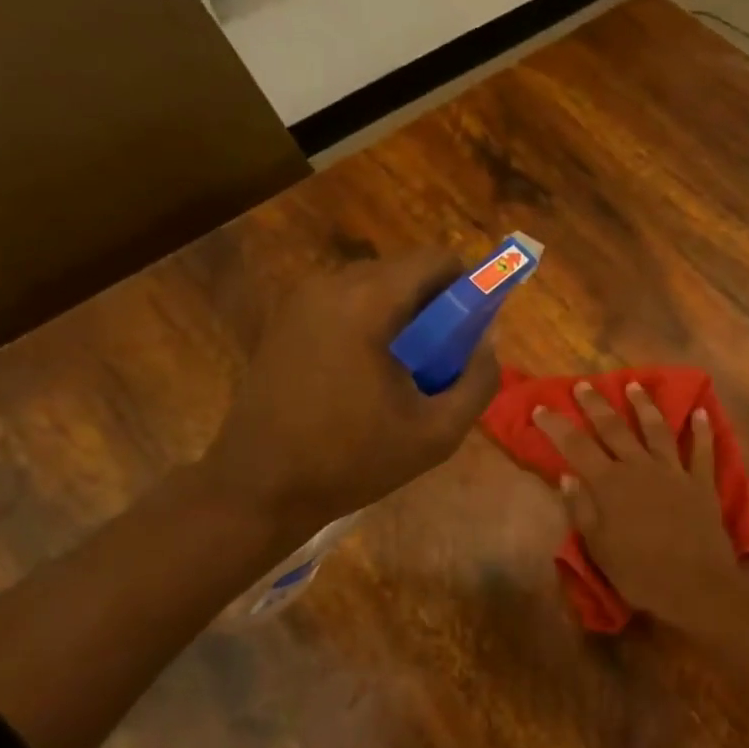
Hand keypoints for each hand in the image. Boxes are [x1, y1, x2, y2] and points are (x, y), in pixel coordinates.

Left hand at [201, 250, 499, 531]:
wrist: (260, 486)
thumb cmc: (352, 460)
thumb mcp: (437, 432)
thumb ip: (478, 381)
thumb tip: (488, 343)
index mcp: (368, 302)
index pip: (436, 260)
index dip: (469, 286)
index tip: (474, 329)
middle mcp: (330, 285)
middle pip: (405, 272)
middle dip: (435, 307)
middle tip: (442, 362)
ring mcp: (300, 301)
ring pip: (374, 288)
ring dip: (402, 318)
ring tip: (404, 376)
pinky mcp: (284, 321)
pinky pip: (344, 306)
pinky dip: (369, 327)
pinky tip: (366, 379)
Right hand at [533, 382, 745, 629]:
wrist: (696, 586)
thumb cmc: (640, 572)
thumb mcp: (598, 547)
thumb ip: (581, 509)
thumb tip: (567, 476)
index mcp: (610, 484)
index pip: (576, 446)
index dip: (556, 425)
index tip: (540, 408)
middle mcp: (640, 468)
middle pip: (615, 428)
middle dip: (596, 404)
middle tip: (583, 385)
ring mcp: (674, 472)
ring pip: (657, 429)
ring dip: (644, 405)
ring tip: (635, 384)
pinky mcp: (702, 483)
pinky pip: (702, 451)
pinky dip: (702, 431)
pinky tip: (701, 413)